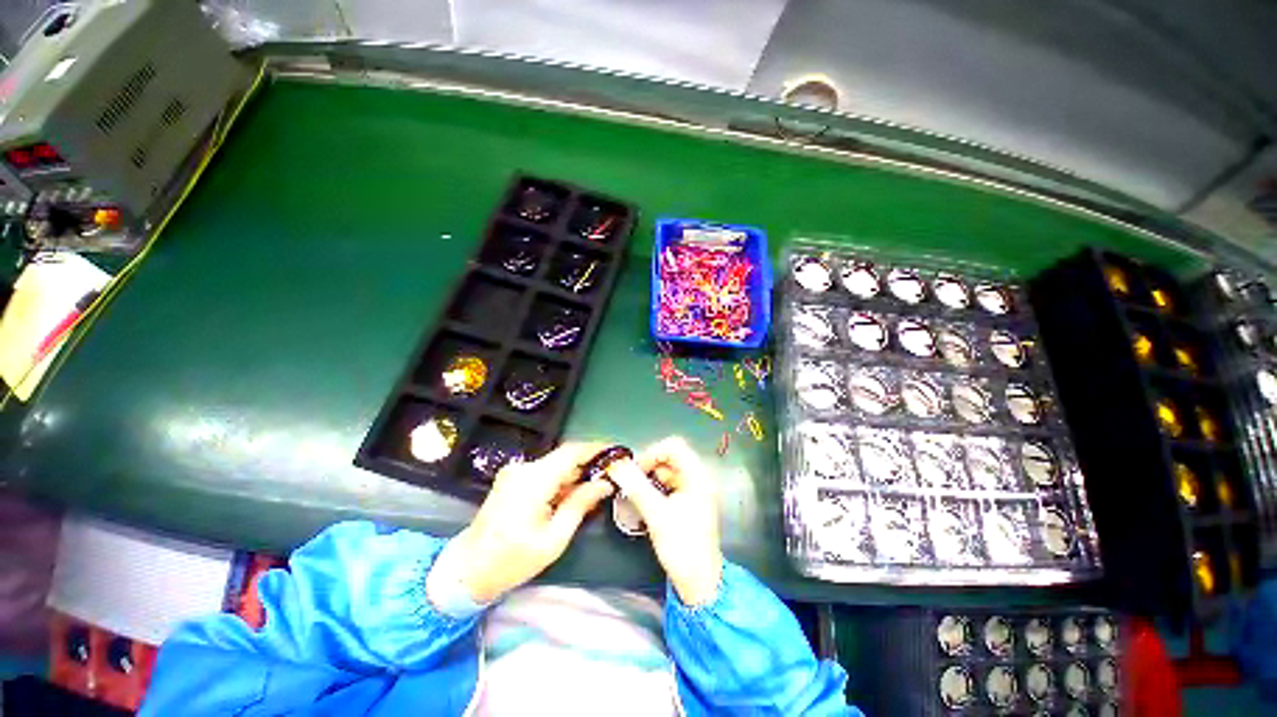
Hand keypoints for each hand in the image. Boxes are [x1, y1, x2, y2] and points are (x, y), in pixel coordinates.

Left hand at [453, 442, 613, 602]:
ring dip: (575, 474)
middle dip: (588, 464)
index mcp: (533, 480)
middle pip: (564, 457)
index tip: (616, 450)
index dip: (595, 448)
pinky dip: (560, 480)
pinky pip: (544, 472)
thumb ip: (580, 505)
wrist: (468, 569)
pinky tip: (570, 495)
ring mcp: (515, 472)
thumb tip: (605, 483)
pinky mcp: (512, 478)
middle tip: (610, 475)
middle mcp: (523, 468)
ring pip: (555, 464)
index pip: (571, 452)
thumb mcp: (554, 539)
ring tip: (594, 488)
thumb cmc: (512, 560)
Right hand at [607, 436, 722, 605]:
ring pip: (666, 472)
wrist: (700, 583)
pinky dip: (653, 490)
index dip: (652, 453)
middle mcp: (697, 478)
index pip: (674, 446)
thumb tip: (618, 466)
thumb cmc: (682, 546)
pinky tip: (642, 503)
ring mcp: (693, 491)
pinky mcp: (687, 503)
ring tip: (632, 494)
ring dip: (648, 479)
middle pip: (669, 458)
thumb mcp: (657, 515)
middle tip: (629, 483)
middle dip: (648, 467)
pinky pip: (667, 486)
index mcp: (697, 475)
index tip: (636, 470)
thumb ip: (637, 487)